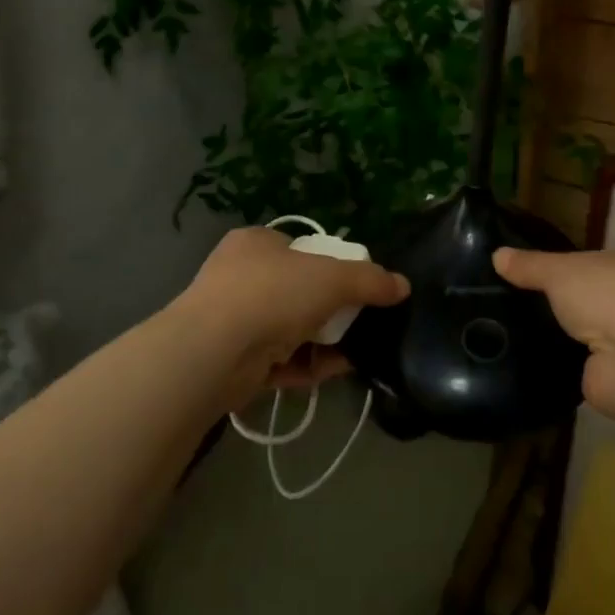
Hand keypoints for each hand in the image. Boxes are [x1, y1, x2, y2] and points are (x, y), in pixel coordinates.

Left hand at [180, 227, 408, 393]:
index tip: (354, 286)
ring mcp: (230, 320)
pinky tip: (332, 371)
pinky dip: (304, 366)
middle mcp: (238, 277)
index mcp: (255, 243)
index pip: (299, 248)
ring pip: (288, 329)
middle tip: (358, 321)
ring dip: (321, 342)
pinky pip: (277, 361)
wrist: (212, 353)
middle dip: (329, 310)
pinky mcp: (230, 361)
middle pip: (297, 291)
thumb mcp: (331, 278)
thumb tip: (403, 286)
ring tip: (354, 351)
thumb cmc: (272, 294)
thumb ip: (370, 281)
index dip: (329, 265)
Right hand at [493, 246, 614, 420]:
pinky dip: (560, 361)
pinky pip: (579, 362)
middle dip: (559, 301)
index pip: (590, 260)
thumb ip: (529, 265)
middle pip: (587, 296)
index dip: (562, 264)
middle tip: (512, 302)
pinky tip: (530, 359)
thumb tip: (496, 254)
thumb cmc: (607, 297)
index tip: (527, 272)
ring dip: (560, 334)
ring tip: (513, 330)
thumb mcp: (559, 271)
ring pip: (584, 330)